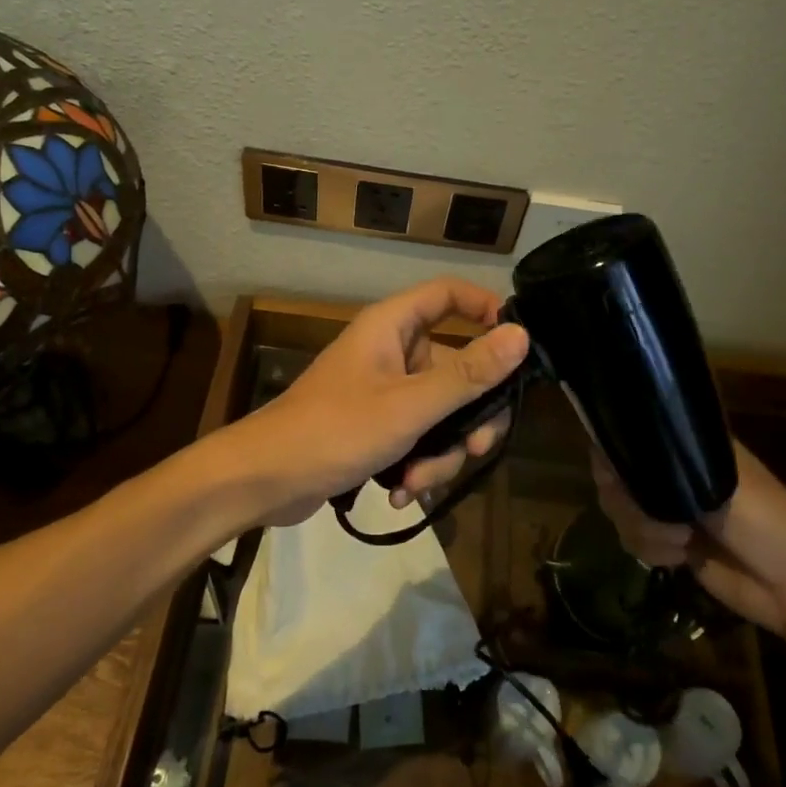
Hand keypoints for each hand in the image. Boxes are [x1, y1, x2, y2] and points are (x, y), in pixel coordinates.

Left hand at [243, 278, 529, 525]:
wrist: (264, 481)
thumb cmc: (335, 430)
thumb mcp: (410, 406)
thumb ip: (468, 374)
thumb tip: (521, 335)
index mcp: (393, 326)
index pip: (448, 294)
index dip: (485, 308)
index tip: (516, 345)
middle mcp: (391, 351)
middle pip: (455, 367)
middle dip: (468, 415)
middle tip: (477, 448)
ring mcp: (383, 390)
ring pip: (440, 411)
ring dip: (440, 451)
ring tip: (416, 483)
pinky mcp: (376, 425)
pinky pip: (417, 435)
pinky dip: (417, 463)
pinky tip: (400, 492)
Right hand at [590, 438, 785, 637]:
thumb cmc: (767, 520)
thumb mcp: (717, 482)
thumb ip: (665, 466)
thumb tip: (612, 456)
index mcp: (687, 447)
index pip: (629, 437)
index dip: (614, 454)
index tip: (618, 475)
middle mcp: (673, 472)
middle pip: (616, 476)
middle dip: (628, 501)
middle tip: (657, 515)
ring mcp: (670, 508)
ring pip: (621, 510)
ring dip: (643, 530)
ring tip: (679, 543)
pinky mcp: (669, 543)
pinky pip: (634, 540)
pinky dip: (650, 550)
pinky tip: (679, 558)